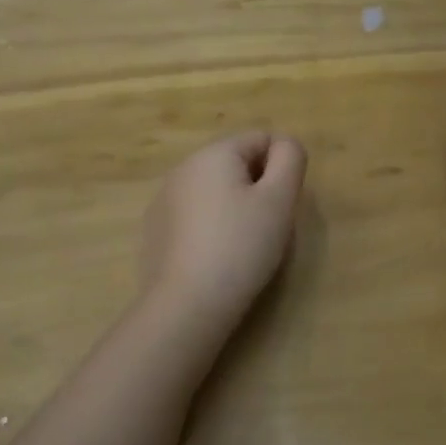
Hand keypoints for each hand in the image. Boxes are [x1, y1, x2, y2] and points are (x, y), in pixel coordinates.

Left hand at [137, 131, 306, 331]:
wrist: (186, 304)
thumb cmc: (240, 247)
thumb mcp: (279, 200)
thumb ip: (290, 160)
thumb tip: (285, 144)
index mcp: (213, 153)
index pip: (261, 140)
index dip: (280, 170)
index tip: (280, 206)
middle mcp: (183, 167)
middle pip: (236, 164)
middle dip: (257, 189)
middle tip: (265, 228)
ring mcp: (164, 198)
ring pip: (215, 191)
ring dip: (234, 209)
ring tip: (241, 247)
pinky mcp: (155, 229)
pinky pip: (194, 216)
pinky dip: (210, 228)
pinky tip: (214, 259)